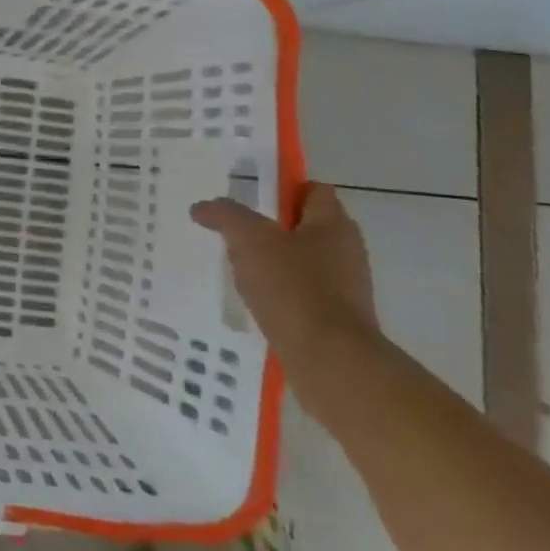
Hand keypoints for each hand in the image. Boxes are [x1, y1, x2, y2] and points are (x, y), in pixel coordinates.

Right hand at [190, 184, 380, 400]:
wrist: (330, 361)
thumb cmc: (293, 288)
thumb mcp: (250, 240)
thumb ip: (226, 216)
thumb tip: (203, 207)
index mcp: (333, 225)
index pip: (313, 191)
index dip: (282, 189)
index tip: (249, 199)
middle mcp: (346, 252)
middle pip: (306, 227)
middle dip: (271, 228)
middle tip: (236, 233)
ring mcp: (345, 288)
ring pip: (302, 262)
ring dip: (273, 263)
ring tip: (239, 269)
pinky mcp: (337, 320)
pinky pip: (302, 295)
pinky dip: (280, 294)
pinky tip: (255, 302)